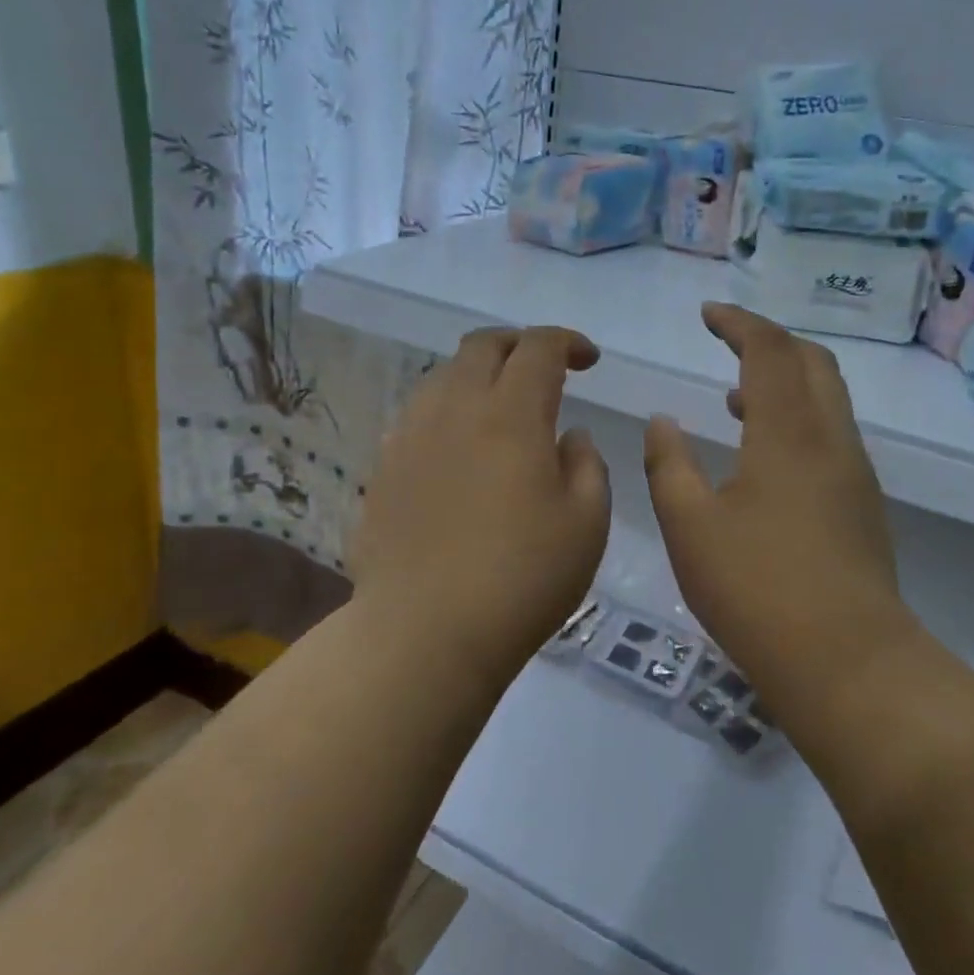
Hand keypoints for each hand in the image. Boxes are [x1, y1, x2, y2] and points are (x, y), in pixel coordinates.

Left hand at [350, 326, 610, 671]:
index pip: (538, 347)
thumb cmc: (521, 579)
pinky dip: (450, 410)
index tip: (588, 360)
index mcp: (512, 414)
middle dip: (519, 343)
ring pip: (445, 375)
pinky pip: (420, 414)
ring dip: (480, 375)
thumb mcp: (586, 524)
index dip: (567, 342)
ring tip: (501, 408)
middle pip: (483, 345)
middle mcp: (456, 408)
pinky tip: (461, 448)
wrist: (423, 632)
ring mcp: (411, 435)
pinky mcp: (384, 466)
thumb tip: (570, 435)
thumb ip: (587, 465)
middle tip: (544, 369)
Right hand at [643, 304, 909, 726]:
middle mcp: (831, 439)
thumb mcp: (689, 526)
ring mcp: (854, 473)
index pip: (769, 350)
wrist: (849, 663)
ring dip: (785, 381)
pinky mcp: (863, 505)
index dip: (738, 323)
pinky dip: (798, 418)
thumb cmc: (757, 589)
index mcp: (788, 433)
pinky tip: (764, 456)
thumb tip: (663, 421)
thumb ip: (668, 464)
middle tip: (728, 342)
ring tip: (736, 396)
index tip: (708, 314)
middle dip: (770, 341)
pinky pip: (831, 434)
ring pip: (827, 399)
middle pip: (812, 362)